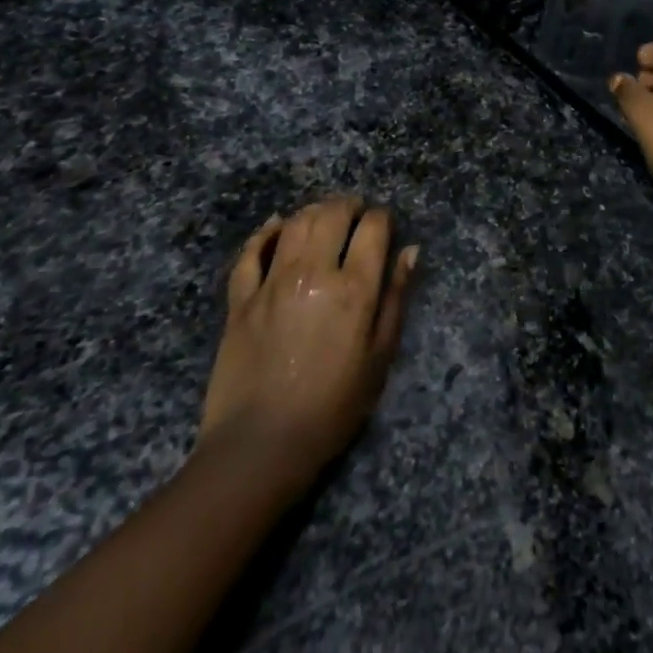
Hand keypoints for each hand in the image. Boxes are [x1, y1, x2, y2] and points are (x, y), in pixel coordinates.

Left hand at [201, 196, 417, 483]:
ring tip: (324, 217)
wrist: (260, 446)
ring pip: (295, 223)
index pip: (373, 228)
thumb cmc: (332, 407)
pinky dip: (266, 233)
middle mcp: (313, 273)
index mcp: (353, 289)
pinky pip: (251, 252)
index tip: (385, 226)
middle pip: (332, 214)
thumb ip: (395, 298)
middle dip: (349, 206)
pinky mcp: (241, 298)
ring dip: (313, 211)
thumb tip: (411, 251)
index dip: (382, 218)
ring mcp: (272, 282)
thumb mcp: (379, 357)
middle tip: (356, 213)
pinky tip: (277, 226)